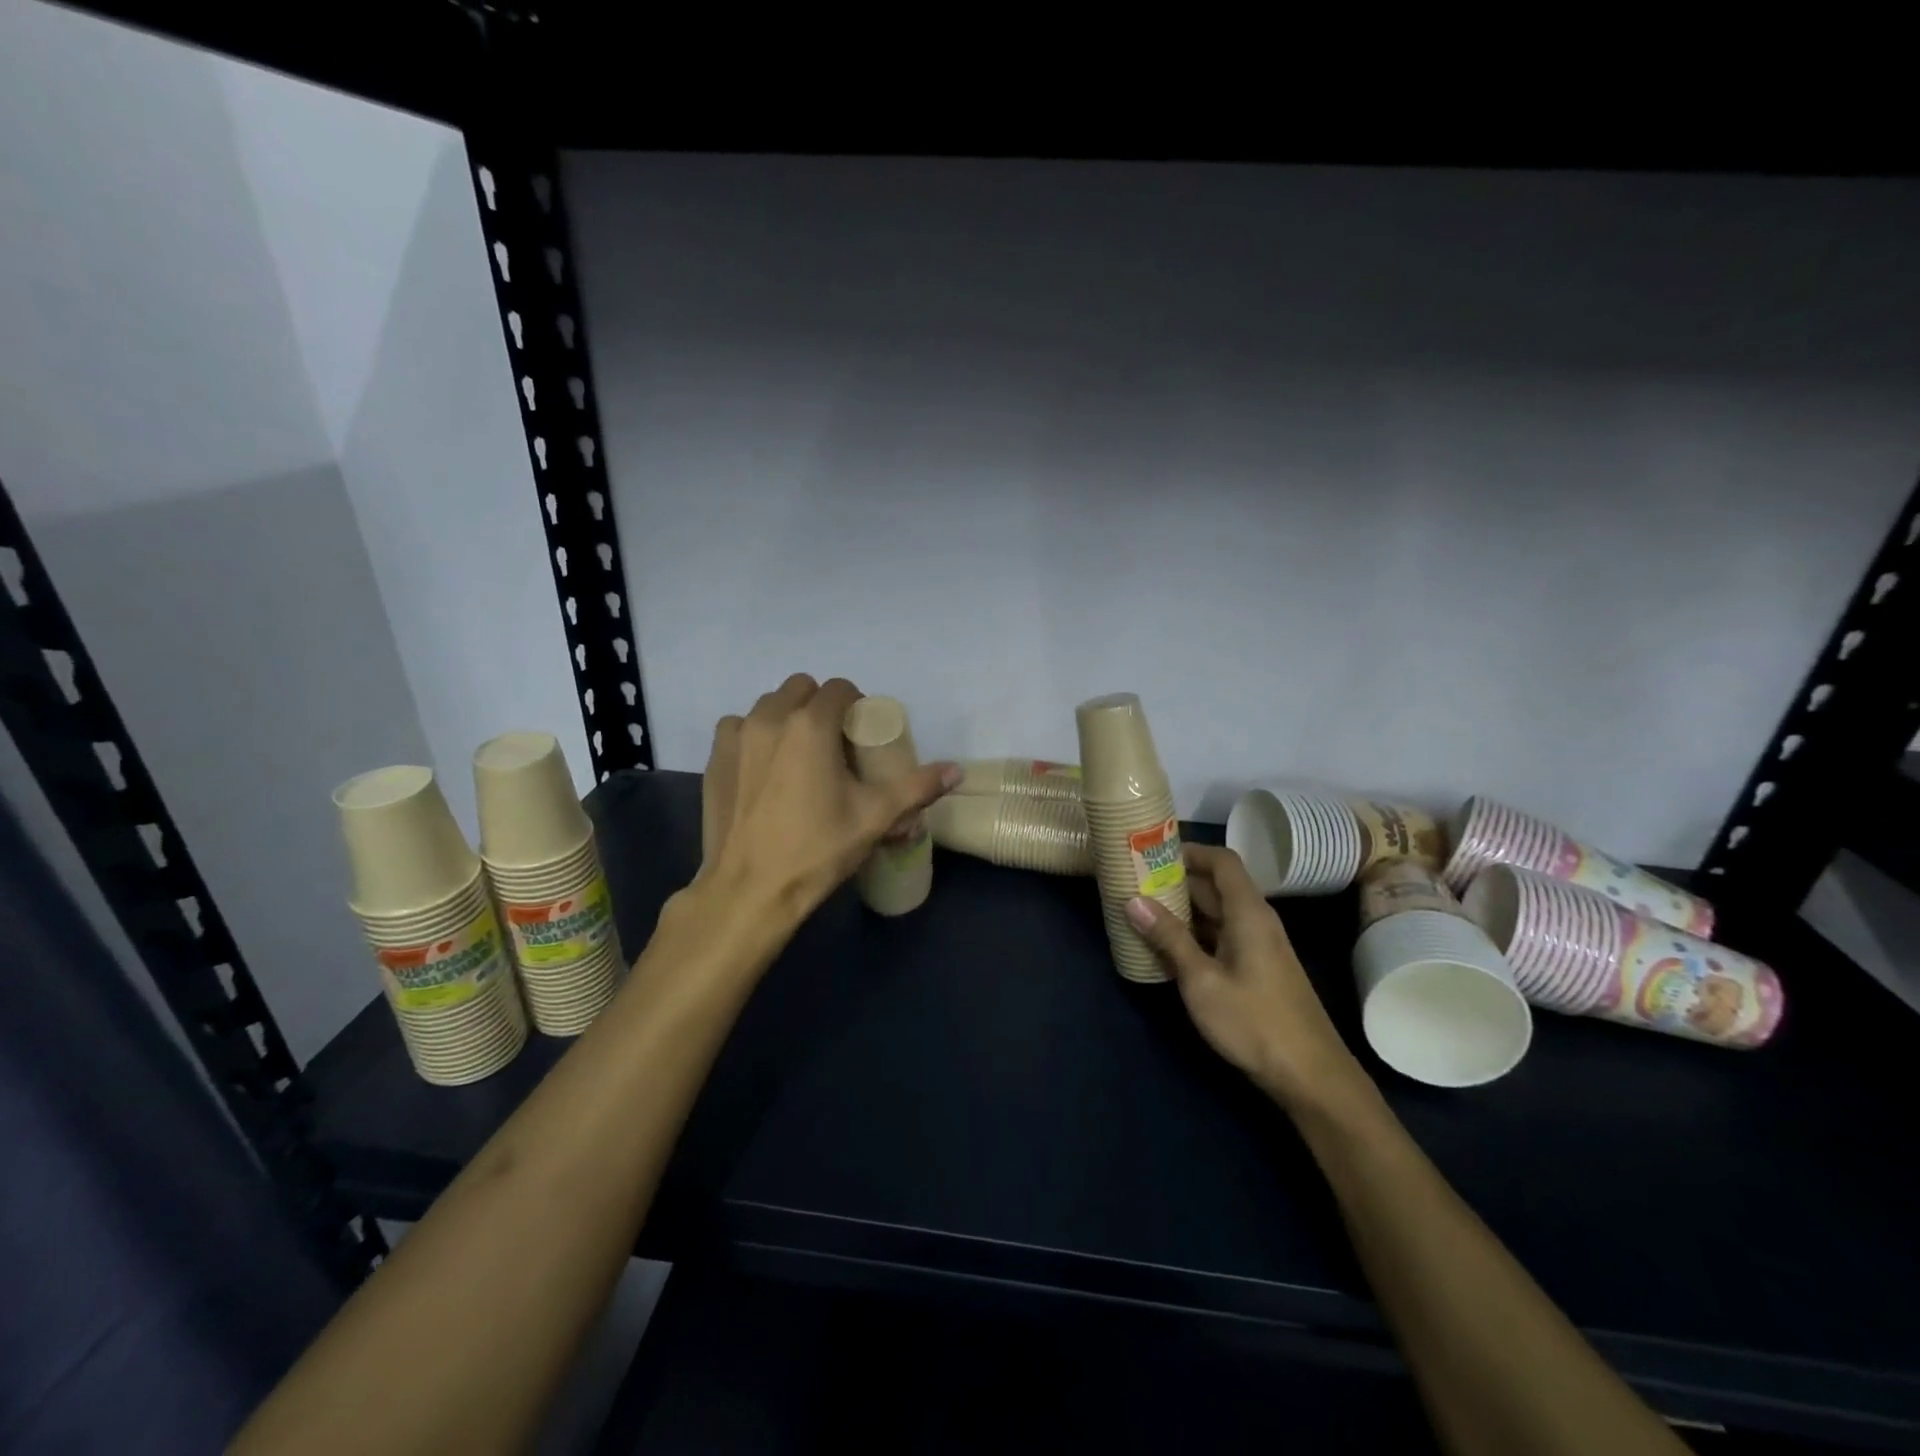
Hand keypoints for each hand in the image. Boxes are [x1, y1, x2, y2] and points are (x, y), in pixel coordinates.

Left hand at [700, 674, 959, 920]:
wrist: (750, 890)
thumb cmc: (817, 849)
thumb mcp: (875, 817)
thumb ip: (918, 787)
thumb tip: (957, 770)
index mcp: (811, 725)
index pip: (839, 688)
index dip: (856, 705)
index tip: (862, 735)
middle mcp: (770, 718)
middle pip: (801, 688)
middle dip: (821, 706)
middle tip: (834, 744)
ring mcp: (736, 737)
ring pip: (768, 705)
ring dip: (787, 717)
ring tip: (799, 755)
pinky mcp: (714, 758)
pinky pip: (738, 728)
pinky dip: (754, 735)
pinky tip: (764, 768)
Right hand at [1126, 844, 1370, 1108]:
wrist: (1310, 1076)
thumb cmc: (1254, 1022)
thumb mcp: (1201, 980)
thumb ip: (1169, 938)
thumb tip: (1133, 900)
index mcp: (1248, 912)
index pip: (1221, 861)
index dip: (1189, 851)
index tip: (1151, 853)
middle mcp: (1256, 920)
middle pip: (1216, 885)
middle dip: (1176, 880)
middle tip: (1134, 881)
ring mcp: (1258, 946)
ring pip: (1216, 912)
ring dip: (1183, 908)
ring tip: (1142, 909)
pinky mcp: (1256, 969)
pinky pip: (1220, 935)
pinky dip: (1194, 932)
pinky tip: (1166, 946)